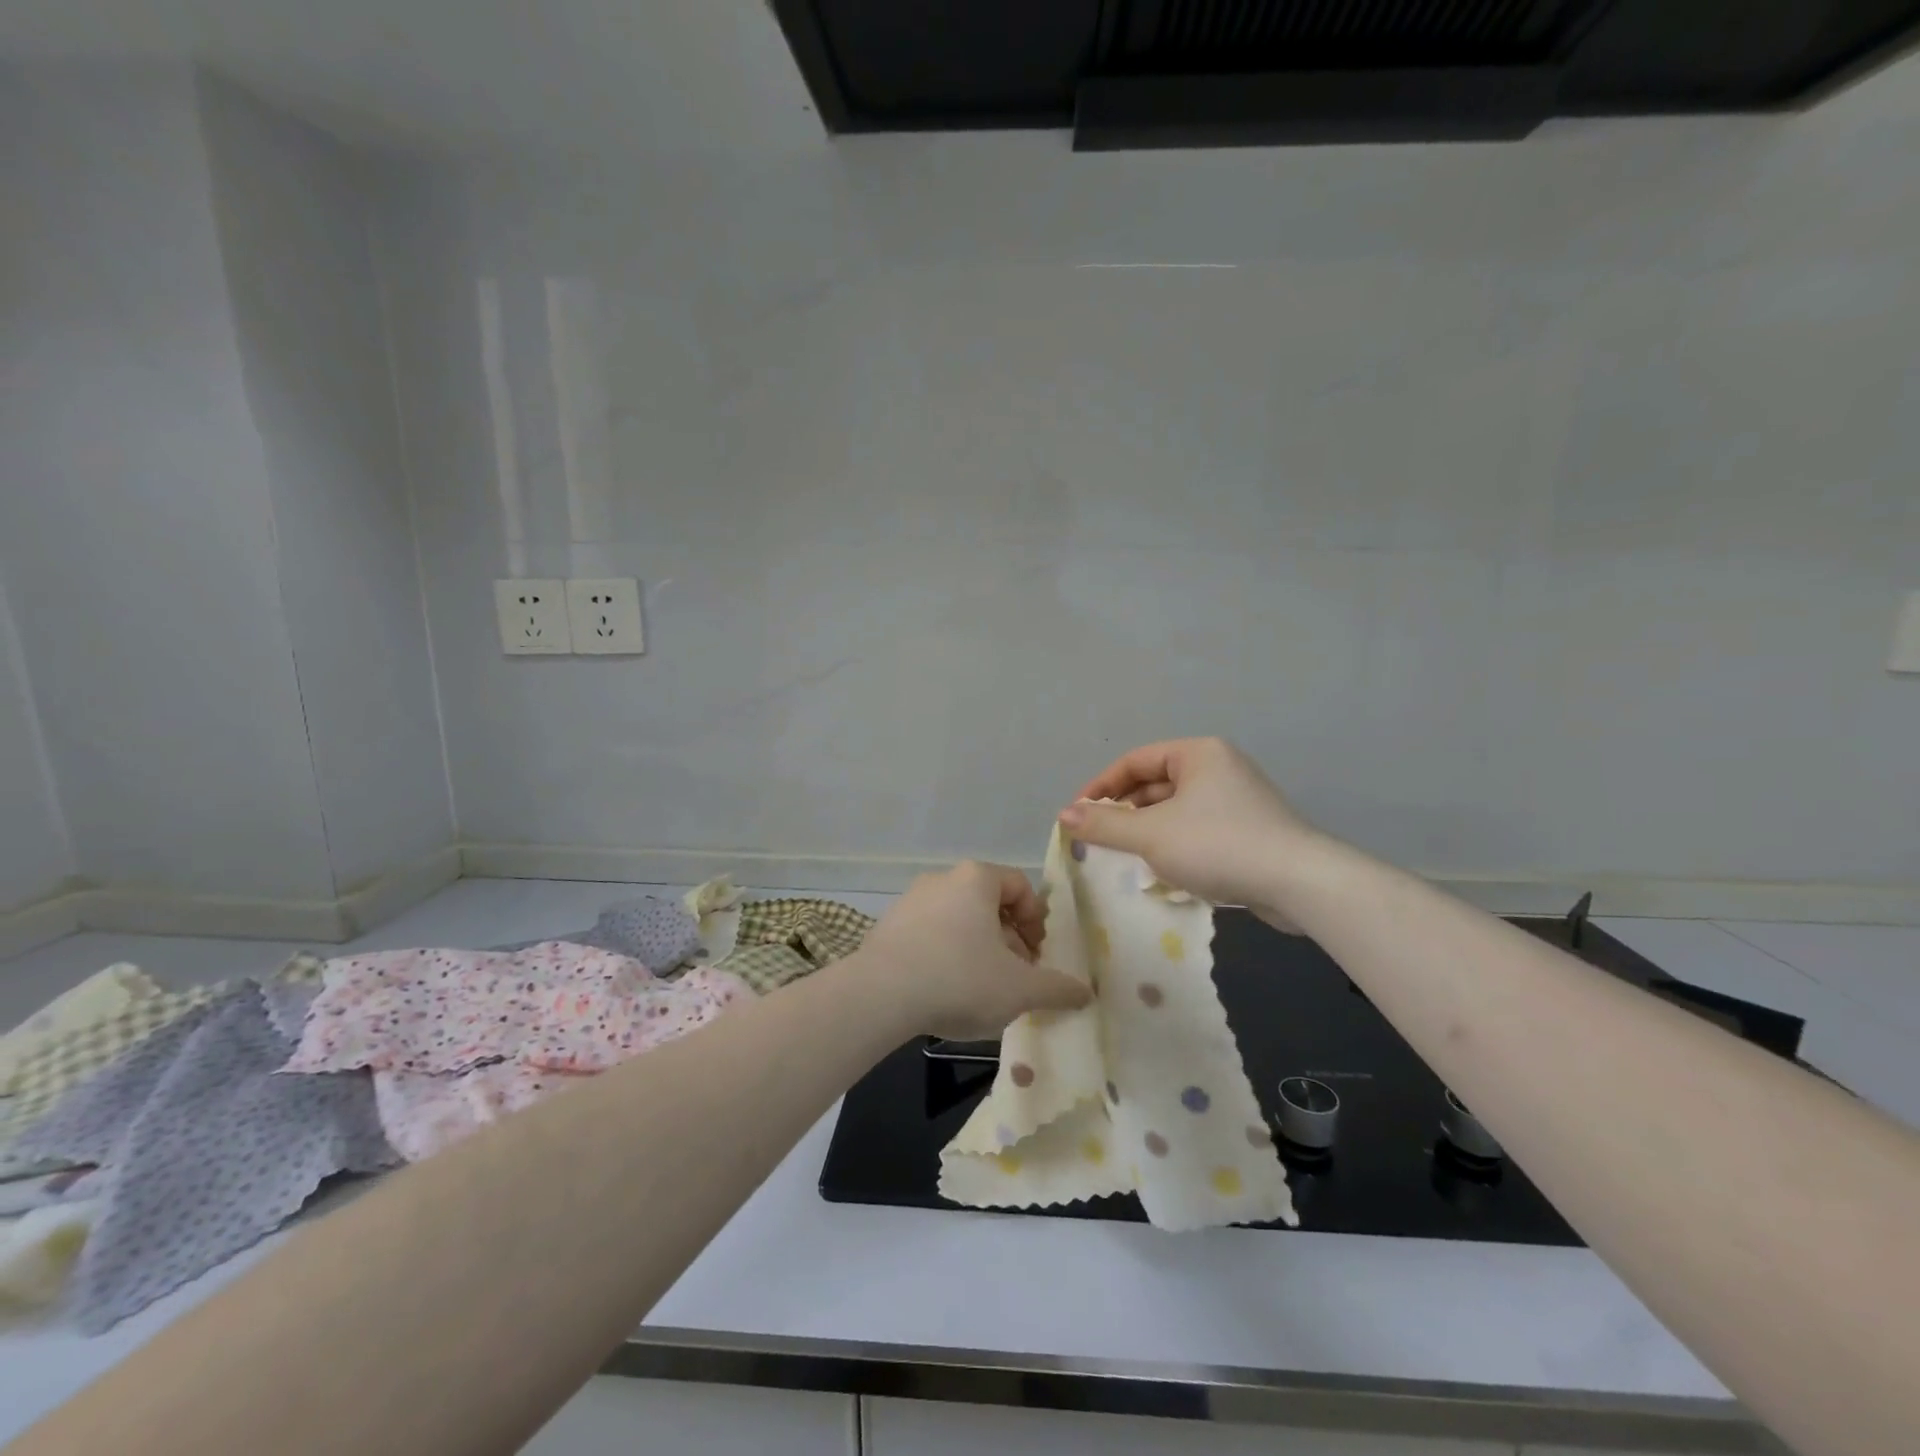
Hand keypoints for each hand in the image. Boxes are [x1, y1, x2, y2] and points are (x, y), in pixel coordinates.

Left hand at [852, 862, 1091, 1040]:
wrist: (879, 995)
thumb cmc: (960, 979)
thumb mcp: (1020, 989)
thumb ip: (1057, 989)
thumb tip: (1086, 993)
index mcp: (976, 879)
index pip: (1019, 885)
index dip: (1035, 919)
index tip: (1037, 955)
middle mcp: (943, 879)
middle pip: (988, 902)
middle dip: (1008, 938)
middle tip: (1015, 975)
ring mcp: (910, 900)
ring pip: (958, 918)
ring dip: (978, 947)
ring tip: (982, 987)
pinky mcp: (888, 926)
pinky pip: (929, 933)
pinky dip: (946, 954)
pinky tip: (945, 990)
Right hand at [1060, 738, 1323, 912]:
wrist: (1299, 883)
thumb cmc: (1217, 845)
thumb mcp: (1151, 835)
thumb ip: (1105, 824)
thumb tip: (1064, 816)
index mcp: (1197, 753)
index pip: (1134, 761)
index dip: (1101, 787)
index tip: (1076, 814)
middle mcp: (1218, 767)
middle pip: (1155, 783)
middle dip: (1124, 811)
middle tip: (1097, 839)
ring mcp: (1238, 799)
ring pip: (1176, 809)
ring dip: (1147, 830)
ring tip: (1125, 856)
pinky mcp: (1250, 829)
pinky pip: (1198, 828)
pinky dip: (1174, 843)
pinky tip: (1163, 870)